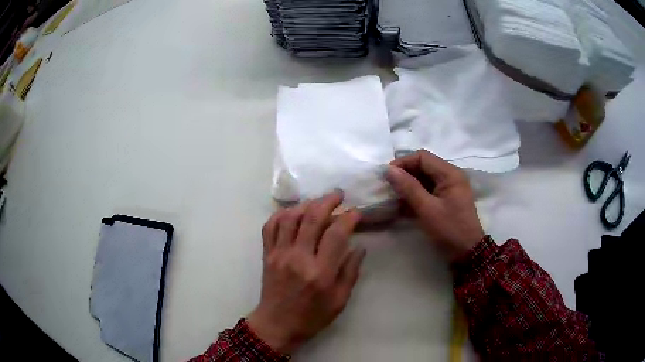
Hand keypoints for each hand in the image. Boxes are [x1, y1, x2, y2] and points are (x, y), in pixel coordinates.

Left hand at [247, 192, 365, 354]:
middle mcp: (298, 258)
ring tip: (318, 202)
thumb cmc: (312, 316)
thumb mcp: (339, 300)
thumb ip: (350, 272)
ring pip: (290, 217)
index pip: (336, 233)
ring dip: (306, 204)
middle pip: (312, 217)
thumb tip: (359, 247)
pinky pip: (270, 226)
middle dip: (328, 200)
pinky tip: (293, 212)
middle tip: (339, 195)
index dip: (349, 217)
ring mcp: (279, 254)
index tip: (356, 212)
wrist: (277, 324)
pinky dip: (282, 214)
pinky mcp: (267, 254)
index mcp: (320, 272)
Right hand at [385, 150, 483, 260]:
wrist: (467, 252)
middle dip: (404, 174)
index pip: (422, 157)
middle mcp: (450, 176)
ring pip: (423, 179)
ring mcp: (448, 188)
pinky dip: (414, 196)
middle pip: (423, 166)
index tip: (387, 176)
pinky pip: (427, 191)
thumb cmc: (449, 229)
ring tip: (392, 196)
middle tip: (388, 186)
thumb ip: (408, 188)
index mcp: (449, 173)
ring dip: (408, 186)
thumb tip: (389, 170)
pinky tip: (402, 205)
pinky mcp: (445, 200)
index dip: (403, 163)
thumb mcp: (427, 209)